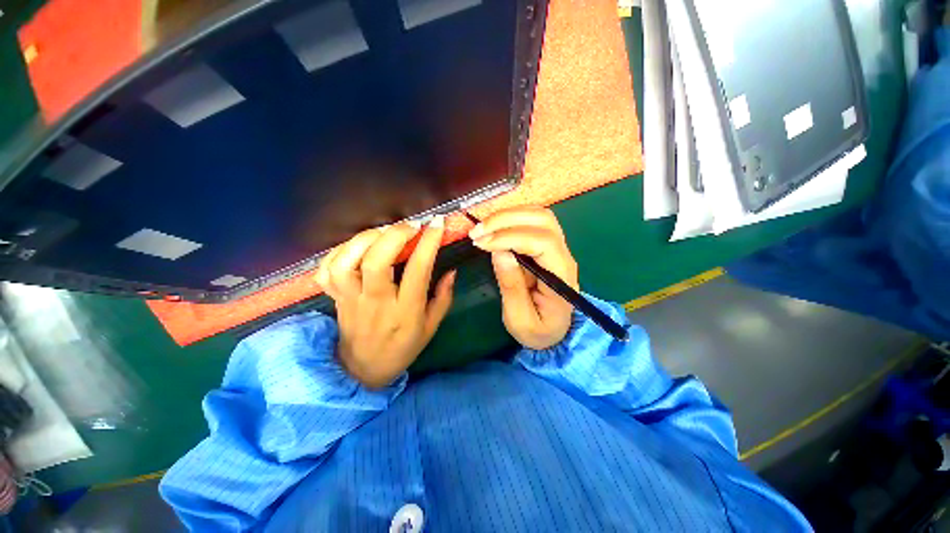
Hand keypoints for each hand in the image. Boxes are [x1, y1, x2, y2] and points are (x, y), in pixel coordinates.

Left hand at [315, 218, 454, 387]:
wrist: (363, 370)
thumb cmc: (403, 347)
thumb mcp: (431, 327)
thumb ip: (443, 298)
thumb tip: (452, 271)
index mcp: (405, 311)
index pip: (417, 270)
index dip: (428, 243)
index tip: (437, 224)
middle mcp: (376, 302)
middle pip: (377, 261)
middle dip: (395, 235)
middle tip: (410, 226)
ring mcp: (350, 299)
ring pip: (346, 262)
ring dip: (365, 239)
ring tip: (383, 232)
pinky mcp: (335, 298)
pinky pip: (327, 270)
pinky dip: (340, 250)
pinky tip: (358, 246)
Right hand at [469, 207, 578, 349]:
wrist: (555, 331)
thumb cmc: (539, 330)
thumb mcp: (520, 320)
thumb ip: (511, 286)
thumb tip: (499, 251)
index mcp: (561, 276)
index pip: (542, 242)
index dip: (510, 236)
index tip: (482, 243)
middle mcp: (564, 255)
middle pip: (543, 219)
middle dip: (506, 219)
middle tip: (477, 232)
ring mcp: (558, 247)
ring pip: (538, 214)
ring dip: (507, 216)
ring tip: (482, 229)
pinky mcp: (547, 245)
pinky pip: (532, 221)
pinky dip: (510, 219)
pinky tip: (493, 228)